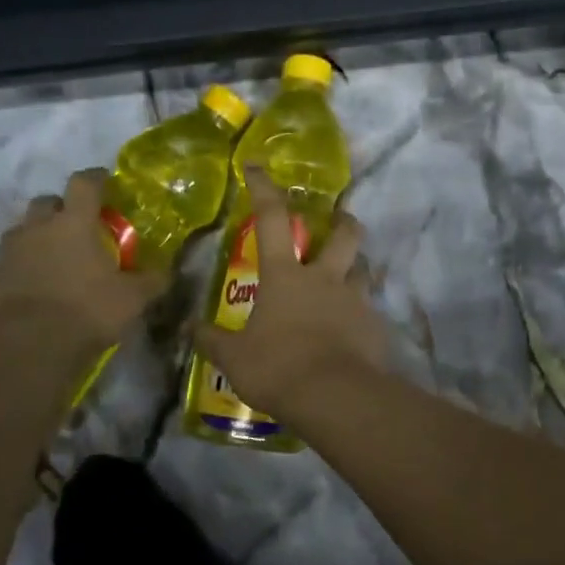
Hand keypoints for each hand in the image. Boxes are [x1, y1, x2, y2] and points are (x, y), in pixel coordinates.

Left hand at [0, 169, 168, 348]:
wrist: (27, 344)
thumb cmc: (87, 310)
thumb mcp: (132, 298)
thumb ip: (151, 281)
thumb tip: (166, 272)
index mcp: (74, 223)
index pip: (84, 183)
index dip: (96, 178)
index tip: (105, 180)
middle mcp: (38, 228)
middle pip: (46, 202)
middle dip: (61, 209)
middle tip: (78, 227)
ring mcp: (9, 252)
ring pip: (23, 231)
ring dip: (39, 238)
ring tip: (55, 259)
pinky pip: (9, 263)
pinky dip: (22, 268)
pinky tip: (35, 288)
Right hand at [198, 168, 388, 415]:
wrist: (335, 396)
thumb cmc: (278, 368)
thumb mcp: (234, 358)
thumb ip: (212, 340)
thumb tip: (188, 328)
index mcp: (285, 276)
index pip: (273, 218)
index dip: (264, 188)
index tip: (258, 167)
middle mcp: (325, 278)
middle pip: (343, 234)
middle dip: (343, 221)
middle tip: (340, 220)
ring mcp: (355, 300)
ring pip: (364, 269)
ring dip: (356, 267)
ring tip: (348, 277)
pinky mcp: (375, 326)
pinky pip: (370, 310)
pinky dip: (362, 313)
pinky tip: (354, 329)